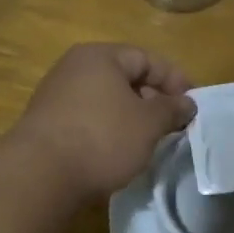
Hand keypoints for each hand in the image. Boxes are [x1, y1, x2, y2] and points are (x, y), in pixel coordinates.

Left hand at [12, 44, 195, 202]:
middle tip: (173, 126)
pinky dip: (109, 130)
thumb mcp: (148, 124)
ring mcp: (57, 96)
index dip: (175, 80)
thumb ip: (172, 109)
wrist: (40, 175)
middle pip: (125, 78)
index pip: (147, 58)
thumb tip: (187, 103)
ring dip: (131, 118)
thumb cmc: (102, 138)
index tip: (193, 106)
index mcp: (100, 57)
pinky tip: (119, 152)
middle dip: (153, 100)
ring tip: (149, 141)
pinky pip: (89, 119)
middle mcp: (74, 68)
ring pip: (106, 100)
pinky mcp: (48, 124)